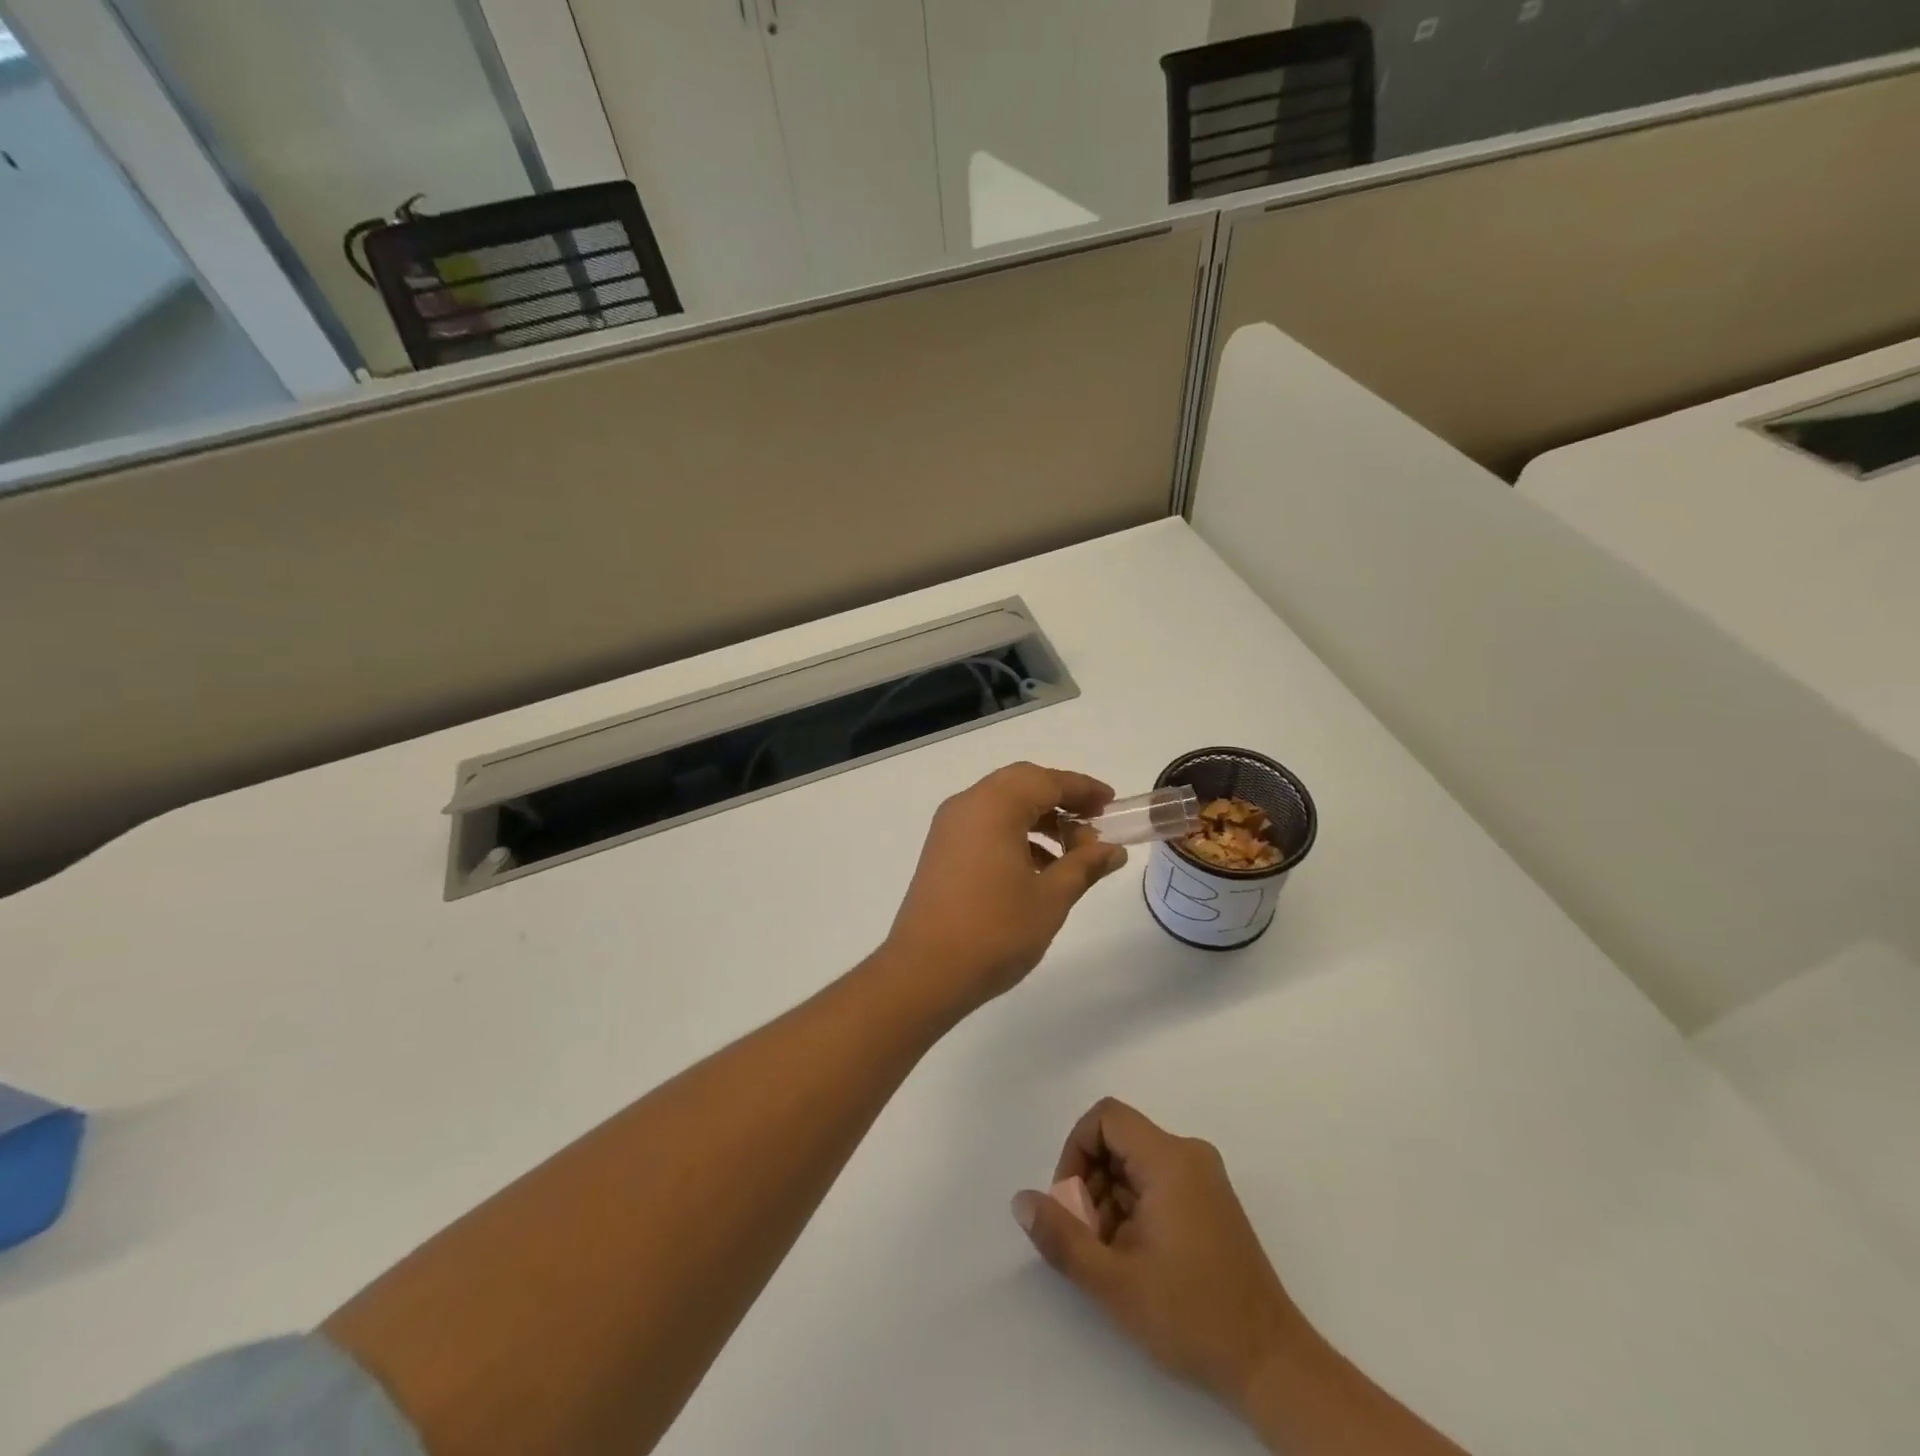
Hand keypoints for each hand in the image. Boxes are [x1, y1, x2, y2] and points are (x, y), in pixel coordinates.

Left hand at [882, 763, 1128, 1014]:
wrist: (925, 972)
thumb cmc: (995, 931)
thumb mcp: (1051, 898)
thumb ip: (1084, 866)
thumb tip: (1113, 850)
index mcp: (993, 806)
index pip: (1047, 780)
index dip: (1083, 789)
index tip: (1111, 804)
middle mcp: (967, 805)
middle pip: (1021, 784)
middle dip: (1060, 799)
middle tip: (1093, 823)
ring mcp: (949, 827)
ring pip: (1002, 805)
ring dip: (1039, 819)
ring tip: (1072, 853)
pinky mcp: (941, 850)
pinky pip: (984, 825)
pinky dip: (1014, 834)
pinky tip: (1038, 868)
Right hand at [1011, 1098, 1304, 1415]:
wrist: (1271, 1365)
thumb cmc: (1191, 1316)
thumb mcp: (1114, 1281)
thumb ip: (1061, 1236)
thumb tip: (1021, 1200)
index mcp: (1170, 1159)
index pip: (1106, 1117)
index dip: (1076, 1150)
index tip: (1070, 1202)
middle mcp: (1189, 1155)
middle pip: (1119, 1141)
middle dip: (1091, 1183)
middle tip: (1088, 1238)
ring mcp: (1204, 1178)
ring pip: (1135, 1164)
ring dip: (1110, 1200)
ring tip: (1111, 1257)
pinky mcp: (1211, 1202)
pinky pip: (1157, 1182)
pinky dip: (1134, 1209)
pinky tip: (1135, 1258)